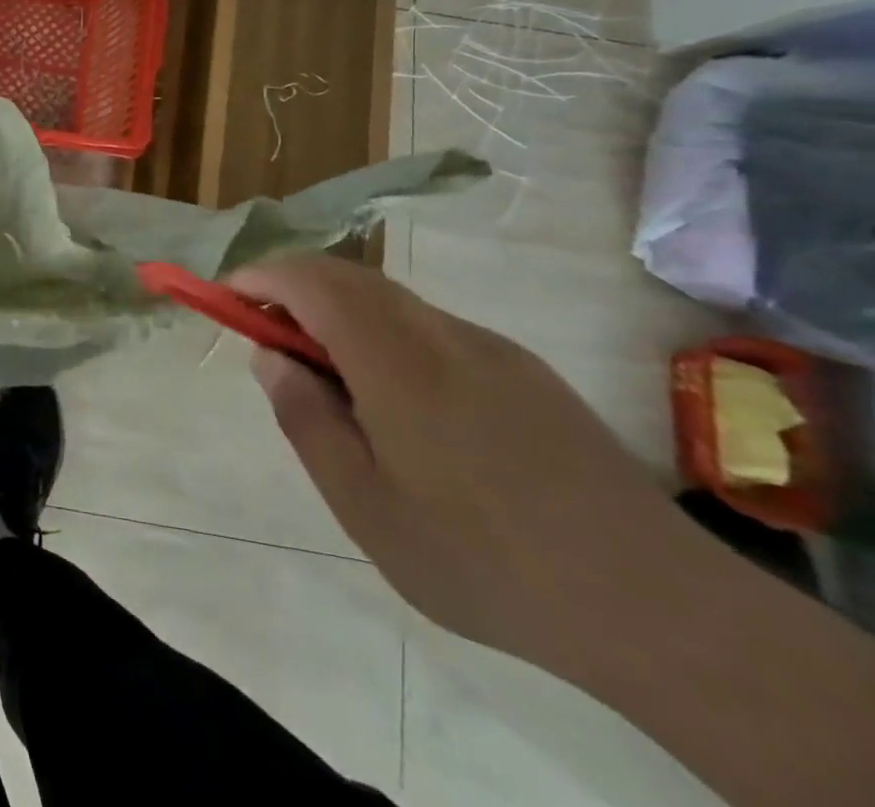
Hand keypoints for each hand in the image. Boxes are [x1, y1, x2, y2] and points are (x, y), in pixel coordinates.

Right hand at [230, 254, 692, 674]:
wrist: (655, 605)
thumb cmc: (480, 556)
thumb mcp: (362, 502)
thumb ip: (304, 416)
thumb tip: (269, 356)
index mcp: (395, 358)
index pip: (310, 280)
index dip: (260, 276)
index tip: (226, 296)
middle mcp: (440, 332)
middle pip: (349, 278)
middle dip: (294, 288)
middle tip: (267, 337)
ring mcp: (490, 348)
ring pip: (391, 301)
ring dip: (340, 313)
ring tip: (329, 379)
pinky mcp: (525, 372)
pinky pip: (432, 329)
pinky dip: (386, 335)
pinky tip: (401, 405)